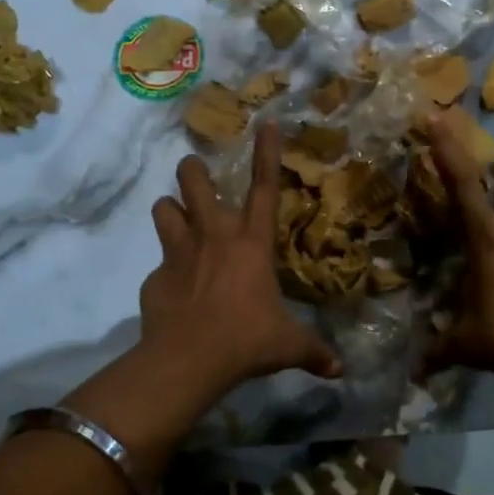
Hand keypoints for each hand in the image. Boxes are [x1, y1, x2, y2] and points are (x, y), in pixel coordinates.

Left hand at [140, 121, 341, 397]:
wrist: (188, 360)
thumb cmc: (246, 340)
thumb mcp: (287, 345)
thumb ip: (313, 351)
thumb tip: (339, 371)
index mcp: (251, 243)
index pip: (264, 187)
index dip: (267, 152)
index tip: (266, 122)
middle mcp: (213, 236)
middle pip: (194, 180)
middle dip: (193, 170)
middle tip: (195, 174)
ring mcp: (179, 252)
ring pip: (164, 208)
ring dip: (170, 209)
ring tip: (175, 218)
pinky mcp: (154, 275)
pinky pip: (158, 262)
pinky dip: (165, 270)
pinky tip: (172, 289)